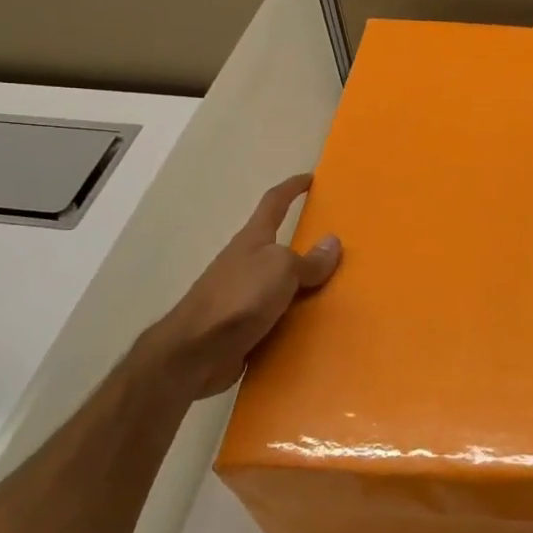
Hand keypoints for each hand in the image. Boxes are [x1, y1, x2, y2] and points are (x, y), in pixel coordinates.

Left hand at [138, 173, 341, 401]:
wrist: (195, 353)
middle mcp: (246, 263)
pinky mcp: (242, 328)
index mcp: (253, 240)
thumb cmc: (239, 298)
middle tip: (337, 248)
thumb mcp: (281, 269)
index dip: (292, 188)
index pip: (274, 203)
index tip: (310, 179)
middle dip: (305, 245)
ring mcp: (242, 296)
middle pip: (279, 246)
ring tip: (337, 292)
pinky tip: (316, 330)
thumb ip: (309, 260)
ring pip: (281, 285)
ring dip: (304, 288)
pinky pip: (277, 318)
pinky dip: (295, 320)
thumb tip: (332, 243)